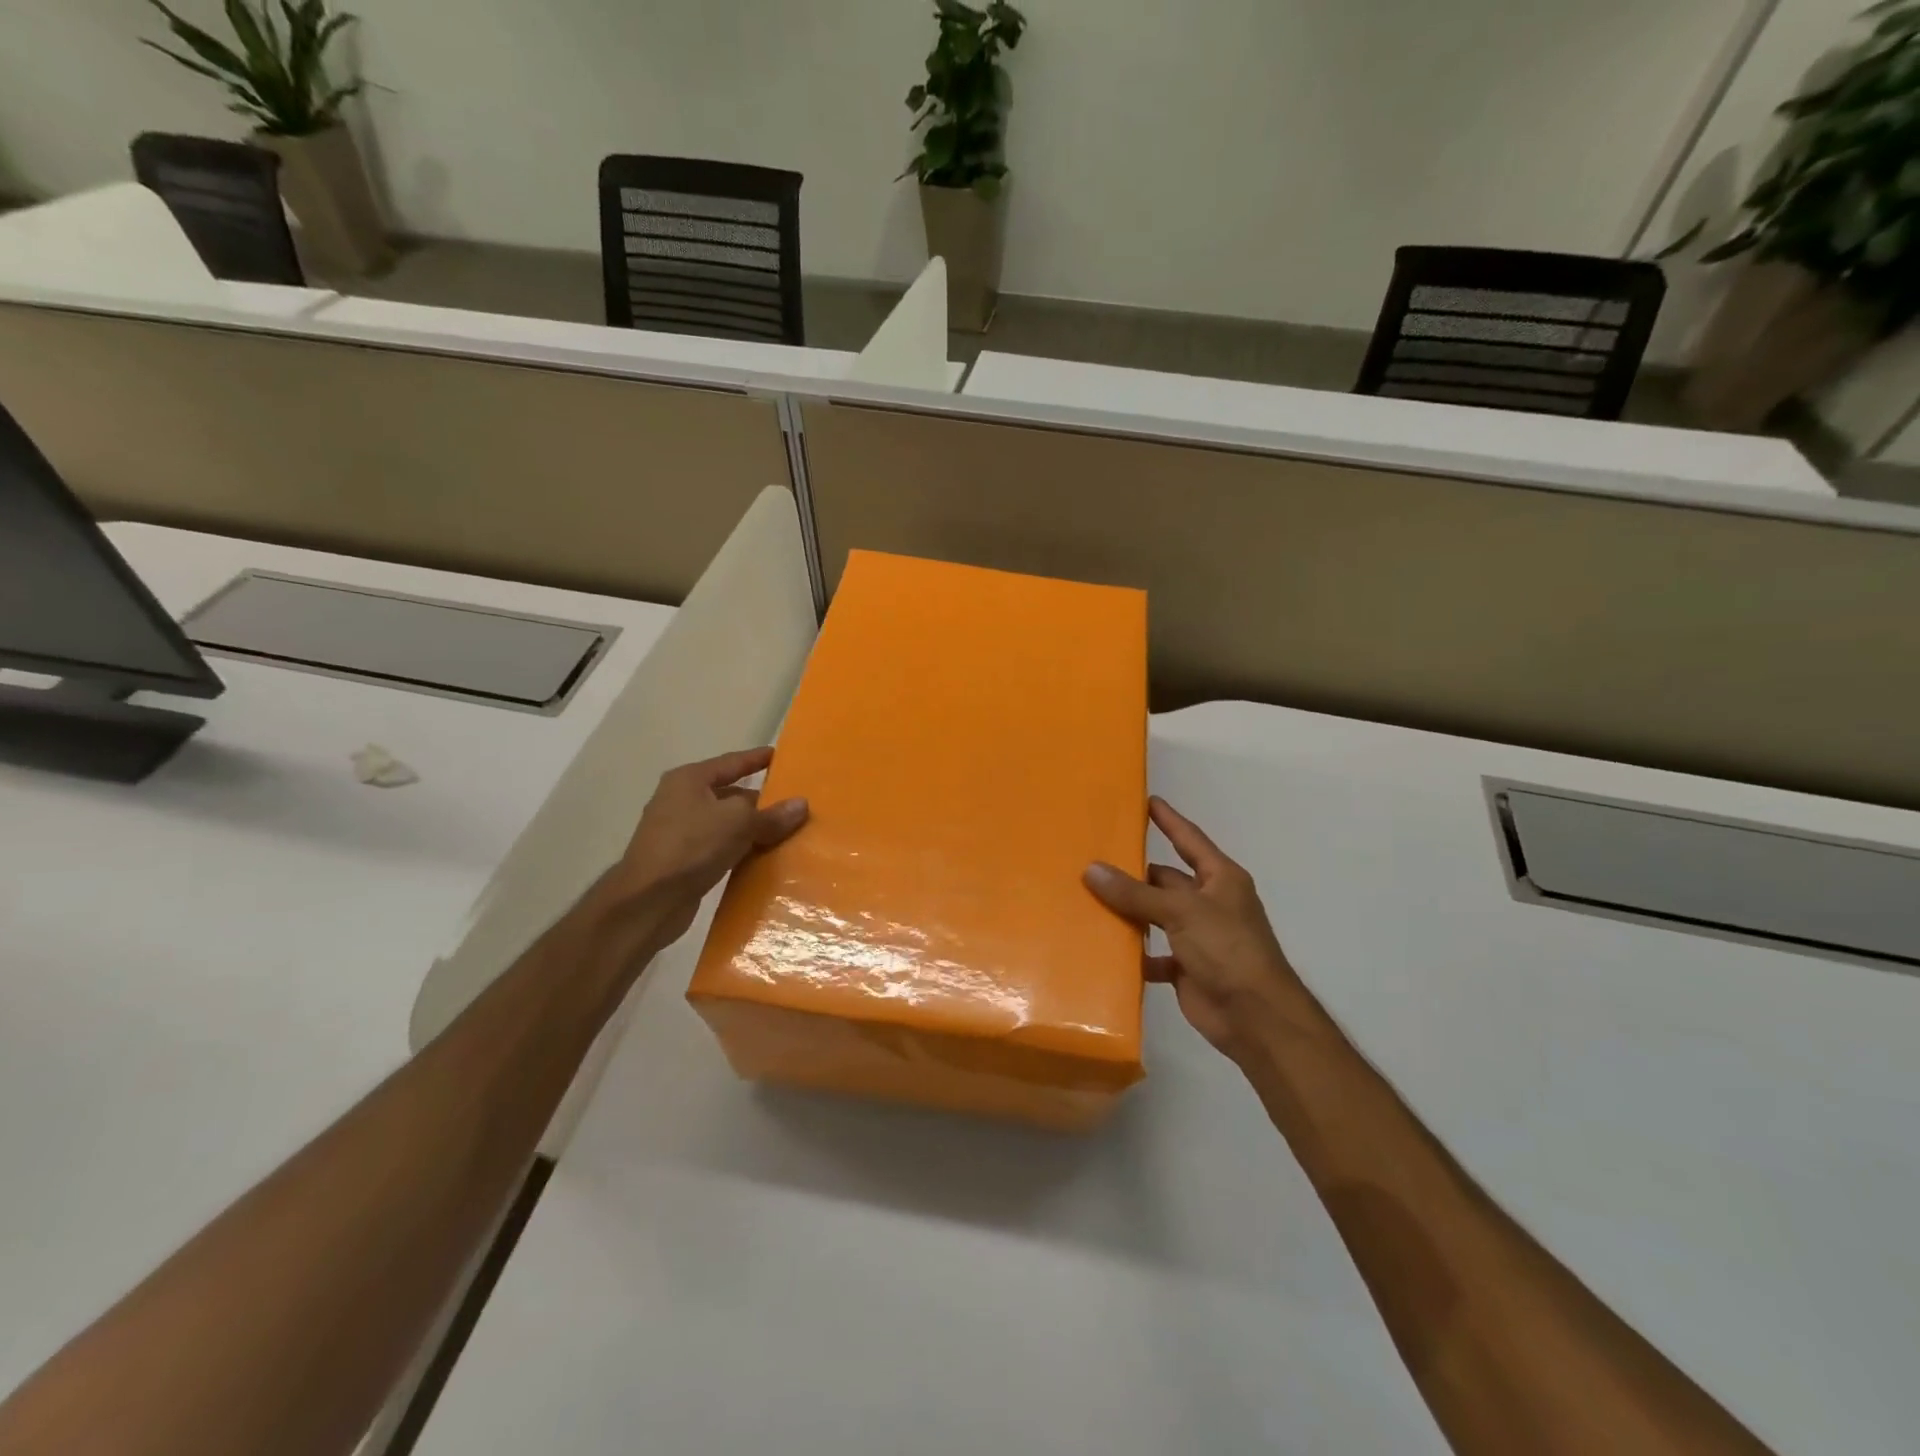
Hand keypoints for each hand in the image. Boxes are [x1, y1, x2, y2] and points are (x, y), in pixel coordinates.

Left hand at [605, 748, 808, 950]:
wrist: (648, 901)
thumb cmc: (692, 846)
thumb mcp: (739, 823)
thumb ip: (771, 814)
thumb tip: (802, 804)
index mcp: (689, 780)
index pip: (731, 762)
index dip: (757, 759)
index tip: (780, 756)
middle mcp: (681, 800)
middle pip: (729, 794)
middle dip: (760, 800)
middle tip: (793, 803)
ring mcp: (679, 832)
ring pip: (726, 824)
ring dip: (752, 829)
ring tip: (786, 832)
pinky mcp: (682, 861)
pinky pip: (720, 848)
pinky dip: (740, 850)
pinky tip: (763, 858)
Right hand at [1084, 796, 1309, 1066]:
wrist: (1255, 1017)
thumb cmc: (1227, 949)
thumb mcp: (1181, 911)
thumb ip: (1135, 892)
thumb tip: (1091, 869)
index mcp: (1220, 879)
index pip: (1189, 839)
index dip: (1168, 820)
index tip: (1146, 800)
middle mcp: (1209, 903)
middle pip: (1165, 879)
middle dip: (1134, 873)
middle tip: (1093, 858)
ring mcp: (1197, 936)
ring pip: (1155, 915)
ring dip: (1129, 912)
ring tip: (1088, 898)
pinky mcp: (1186, 967)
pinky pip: (1153, 952)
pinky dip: (1134, 952)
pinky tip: (1105, 947)